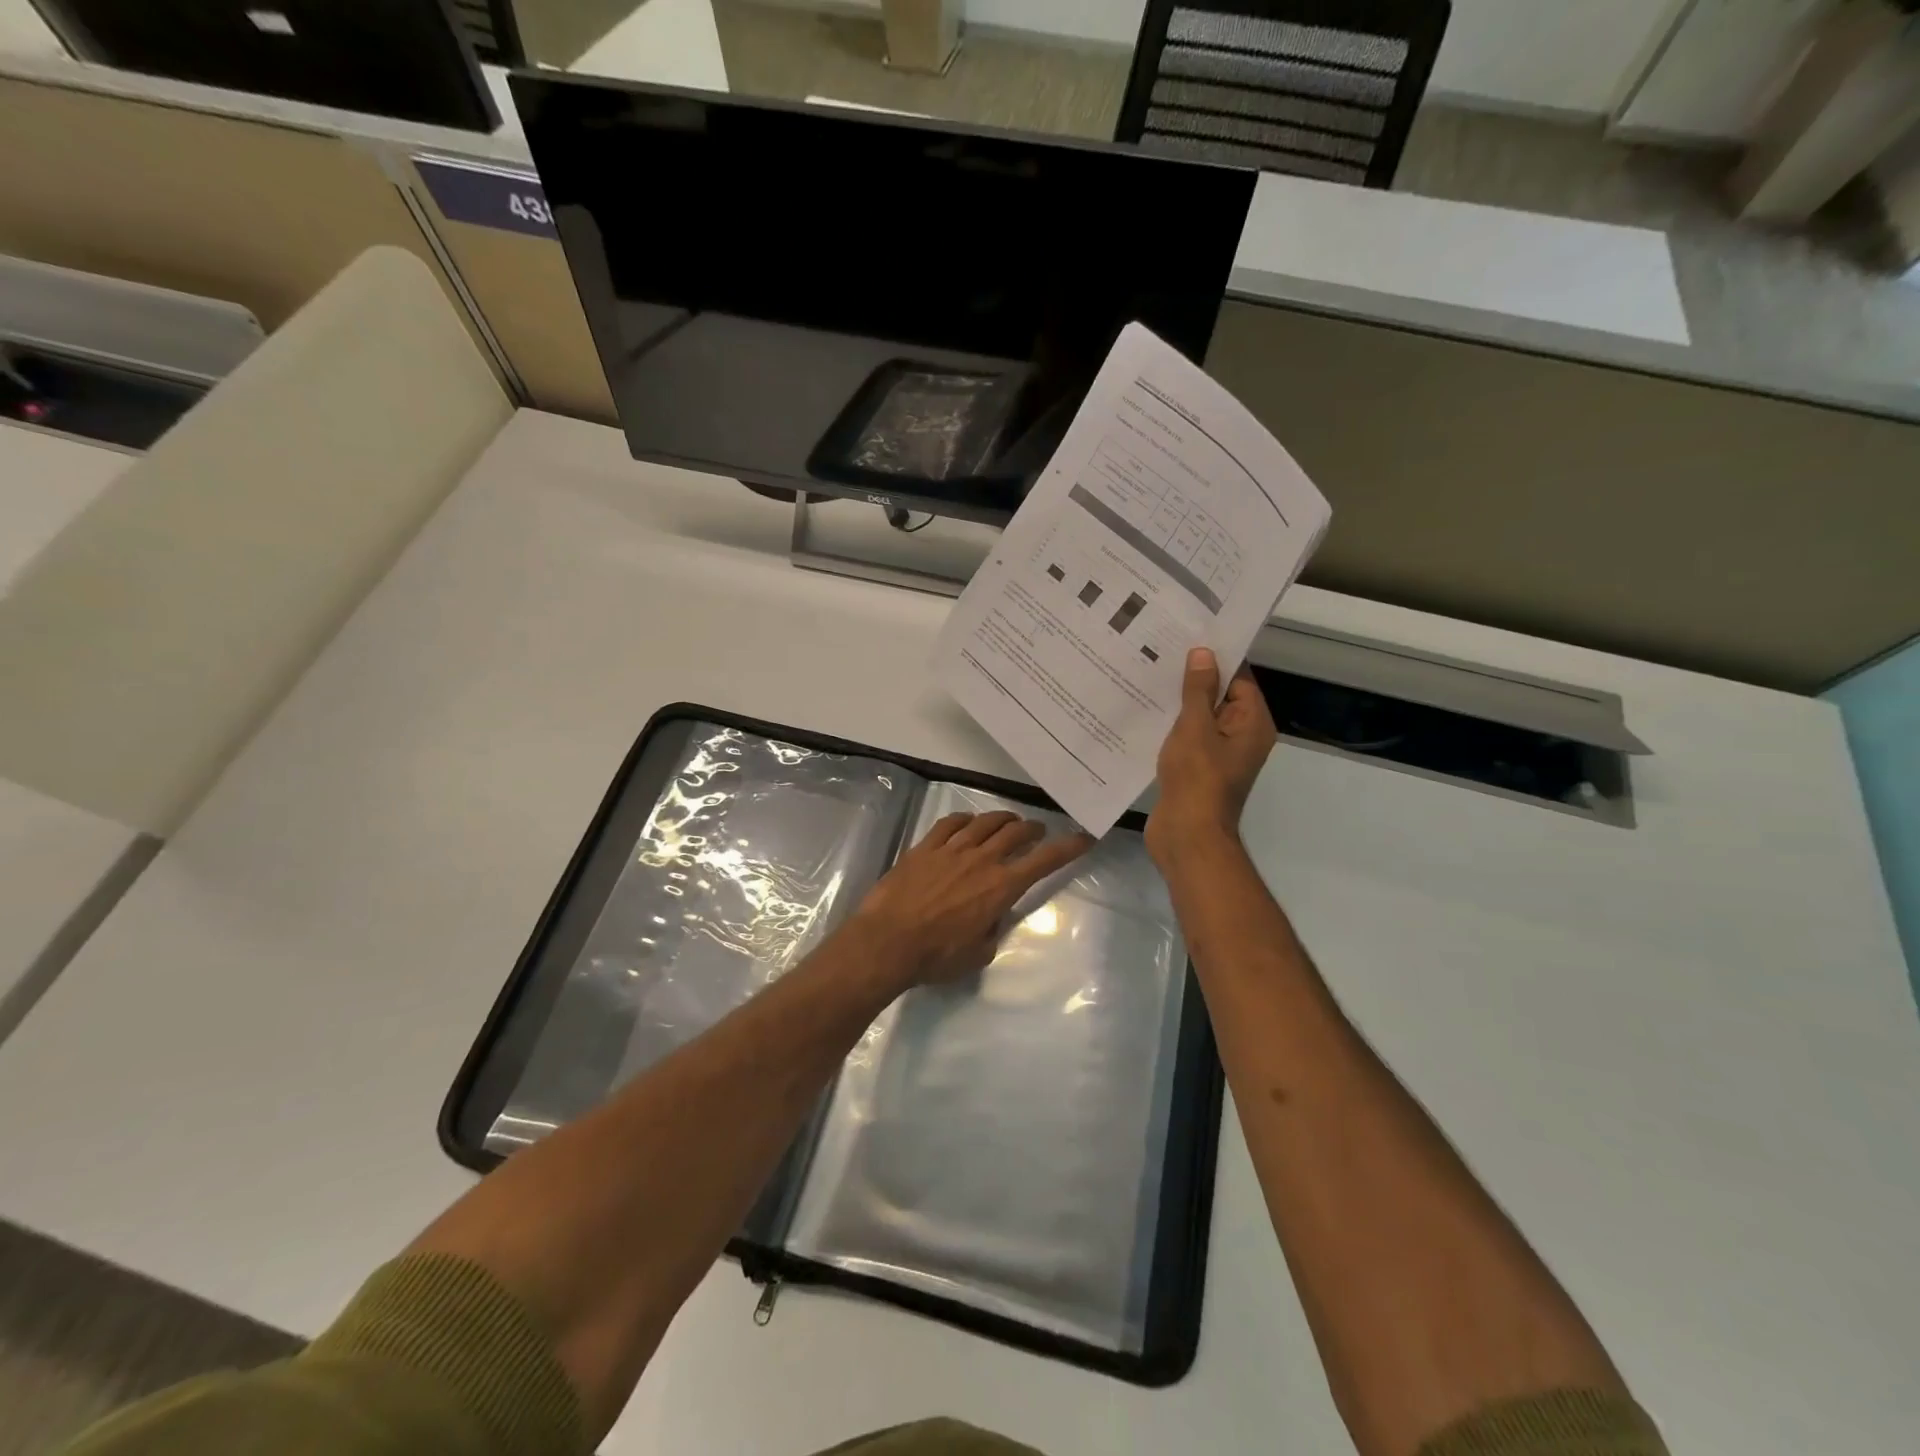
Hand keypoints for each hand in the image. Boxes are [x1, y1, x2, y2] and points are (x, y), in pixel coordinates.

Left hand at [849, 811, 1093, 986]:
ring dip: (1002, 819)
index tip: (1084, 838)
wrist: (888, 941)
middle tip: (1038, 831)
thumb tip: (991, 917)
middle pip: (1015, 832)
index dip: (1068, 848)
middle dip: (1033, 829)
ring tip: (1008, 822)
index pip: (1044, 861)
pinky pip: (949, 823)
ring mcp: (951, 849)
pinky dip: (965, 819)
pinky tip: (967, 822)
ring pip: (984, 822)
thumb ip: (992, 930)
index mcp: (1001, 887)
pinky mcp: (925, 847)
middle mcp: (981, 860)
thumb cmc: (937, 956)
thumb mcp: (978, 953)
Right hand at [1146, 647, 1275, 868]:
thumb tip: (1204, 653)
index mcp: (1252, 723)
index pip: (1238, 678)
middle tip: (1158, 654)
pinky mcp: (1198, 770)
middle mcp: (1241, 737)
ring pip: (1199, 719)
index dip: (1214, 658)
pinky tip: (1144, 714)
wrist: (1187, 836)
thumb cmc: (1197, 779)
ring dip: (1177, 704)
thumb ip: (1198, 690)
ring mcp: (1219, 756)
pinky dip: (1170, 728)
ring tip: (1145, 679)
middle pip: (1219, 697)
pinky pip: (1187, 739)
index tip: (1185, 638)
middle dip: (1191, 679)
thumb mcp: (1195, 727)